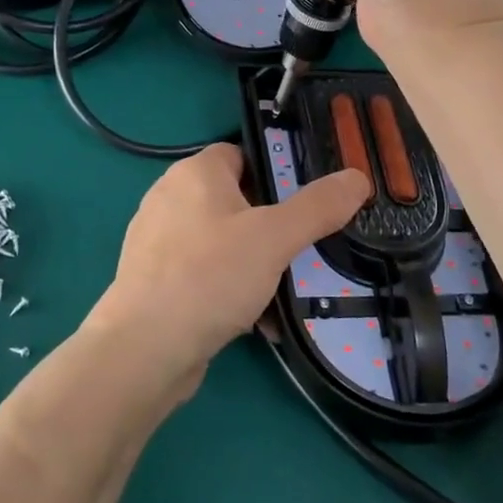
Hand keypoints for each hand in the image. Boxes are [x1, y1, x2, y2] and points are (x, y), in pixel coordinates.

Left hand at [86, 144, 369, 398]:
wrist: (145, 349)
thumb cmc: (210, 275)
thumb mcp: (275, 237)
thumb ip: (318, 206)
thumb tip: (358, 177)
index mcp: (194, 173)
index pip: (240, 154)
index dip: (273, 172)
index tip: (303, 203)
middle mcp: (169, 198)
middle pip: (233, 201)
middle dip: (269, 227)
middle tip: (301, 250)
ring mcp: (157, 241)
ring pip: (221, 242)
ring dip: (254, 265)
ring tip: (285, 291)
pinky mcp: (153, 280)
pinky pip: (203, 274)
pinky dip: (229, 290)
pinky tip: (257, 322)